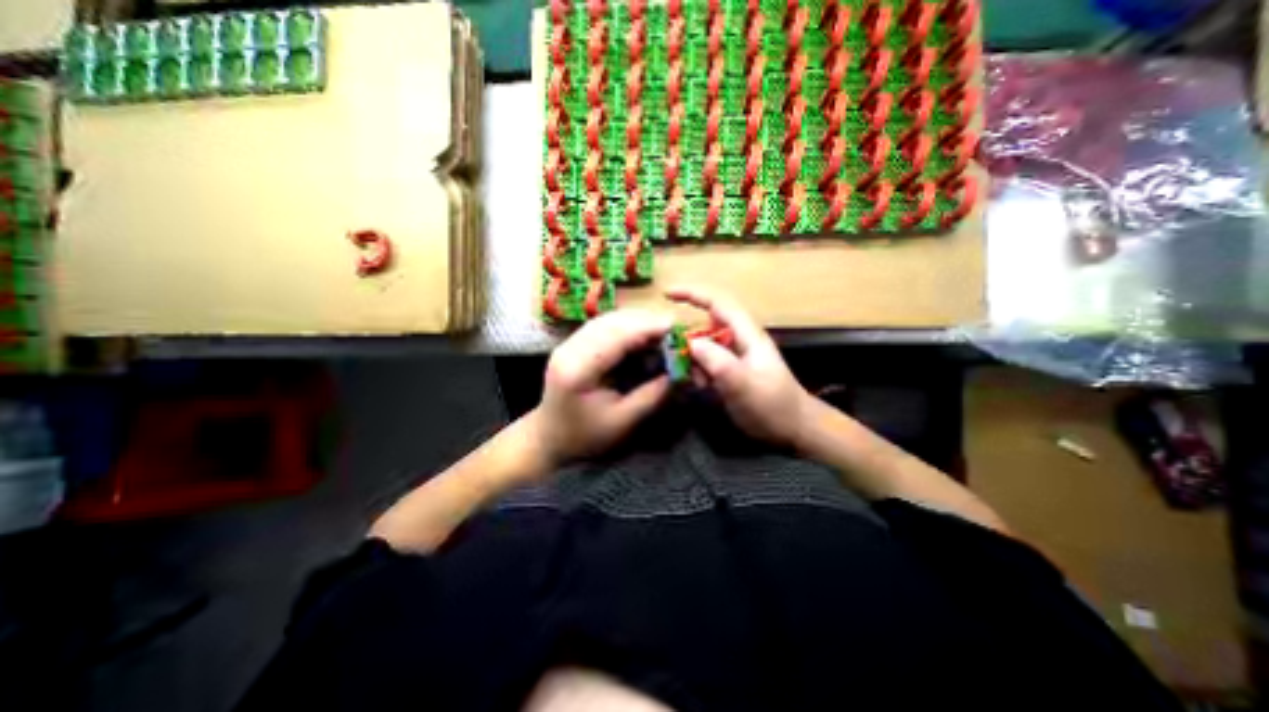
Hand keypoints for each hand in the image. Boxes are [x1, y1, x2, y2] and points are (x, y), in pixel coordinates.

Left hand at [531, 309, 679, 463]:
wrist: (549, 437)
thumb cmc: (585, 436)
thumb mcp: (623, 421)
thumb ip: (652, 395)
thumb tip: (679, 371)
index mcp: (578, 370)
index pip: (616, 337)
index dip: (647, 327)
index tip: (674, 326)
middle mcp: (569, 350)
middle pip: (610, 322)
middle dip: (644, 321)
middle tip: (672, 328)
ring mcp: (567, 344)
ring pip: (606, 320)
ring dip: (635, 321)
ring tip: (660, 329)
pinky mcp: (571, 343)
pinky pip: (601, 326)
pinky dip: (624, 326)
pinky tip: (640, 333)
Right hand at [664, 288, 811, 447]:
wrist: (794, 429)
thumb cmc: (772, 406)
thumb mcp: (743, 385)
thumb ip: (717, 361)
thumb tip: (691, 342)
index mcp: (746, 334)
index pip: (718, 303)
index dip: (693, 294)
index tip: (666, 295)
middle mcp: (739, 340)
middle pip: (706, 325)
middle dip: (688, 338)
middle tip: (675, 359)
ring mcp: (735, 356)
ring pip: (704, 346)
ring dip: (693, 360)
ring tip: (697, 382)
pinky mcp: (732, 371)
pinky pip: (707, 362)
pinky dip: (699, 371)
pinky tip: (701, 386)